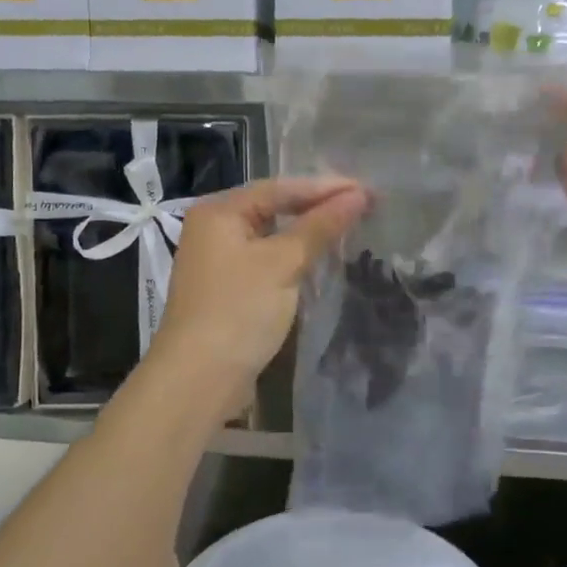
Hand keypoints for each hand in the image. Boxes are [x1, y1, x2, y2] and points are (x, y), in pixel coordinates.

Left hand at [149, 177, 369, 413]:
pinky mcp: (228, 288)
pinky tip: (320, 258)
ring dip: (308, 231)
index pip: (280, 188)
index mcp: (220, 211)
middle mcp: (214, 228)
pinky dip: (294, 256)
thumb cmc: (239, 310)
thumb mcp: (283, 263)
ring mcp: (219, 260)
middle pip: (274, 207)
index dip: (326, 187)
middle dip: (318, 206)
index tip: (368, 190)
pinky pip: (267, 259)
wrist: (198, 379)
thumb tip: (358, 195)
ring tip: (349, 225)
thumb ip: (320, 226)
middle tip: (363, 205)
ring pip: (272, 234)